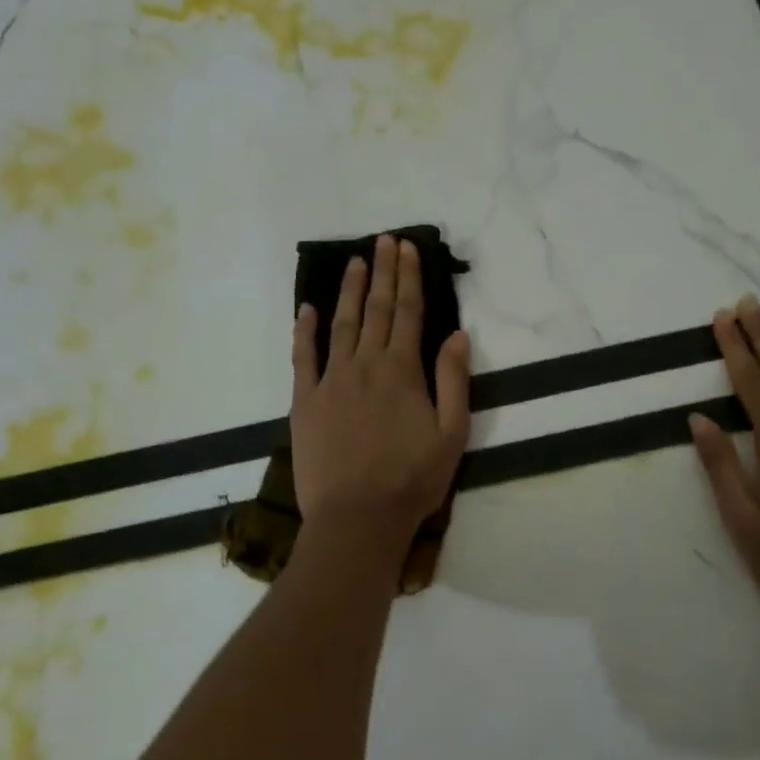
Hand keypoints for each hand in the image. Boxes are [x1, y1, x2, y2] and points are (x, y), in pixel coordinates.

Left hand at [291, 235, 471, 571]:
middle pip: (376, 309)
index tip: (408, 248)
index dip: (409, 277)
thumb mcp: (451, 433)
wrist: (357, 519)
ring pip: (341, 324)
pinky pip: (303, 357)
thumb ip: (453, 379)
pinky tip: (307, 308)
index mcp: (402, 370)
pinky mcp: (305, 401)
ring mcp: (331, 380)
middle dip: (382, 272)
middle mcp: (365, 364)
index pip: (408, 312)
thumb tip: (456, 333)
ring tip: (354, 261)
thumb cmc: (412, 479)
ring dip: (348, 290)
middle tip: (384, 240)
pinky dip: (304, 330)